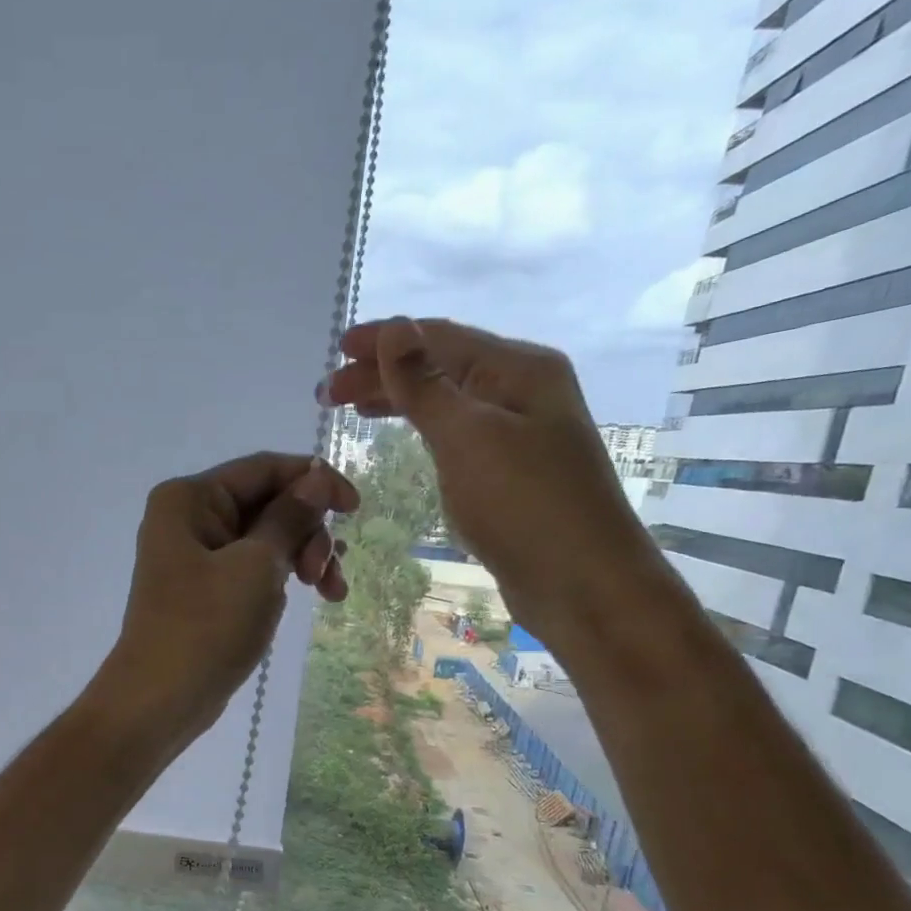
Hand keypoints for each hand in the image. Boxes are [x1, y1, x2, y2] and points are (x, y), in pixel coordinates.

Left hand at [95, 453, 358, 742]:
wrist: (160, 699)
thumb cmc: (206, 626)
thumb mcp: (257, 565)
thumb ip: (290, 517)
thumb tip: (317, 477)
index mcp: (189, 498)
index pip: (263, 469)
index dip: (314, 481)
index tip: (356, 509)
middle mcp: (188, 518)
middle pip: (267, 503)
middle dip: (308, 532)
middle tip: (325, 572)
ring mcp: (195, 556)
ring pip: (266, 538)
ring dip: (303, 557)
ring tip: (330, 592)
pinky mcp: (206, 589)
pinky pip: (253, 567)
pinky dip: (283, 578)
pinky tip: (312, 597)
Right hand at [325, 316, 675, 659]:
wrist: (582, 582)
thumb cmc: (524, 504)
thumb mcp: (467, 437)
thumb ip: (424, 385)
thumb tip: (395, 328)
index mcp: (518, 369)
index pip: (440, 338)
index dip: (385, 340)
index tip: (334, 352)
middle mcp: (522, 390)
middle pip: (442, 366)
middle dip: (383, 374)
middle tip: (328, 395)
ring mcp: (519, 432)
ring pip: (447, 401)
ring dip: (399, 400)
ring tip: (354, 411)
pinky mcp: (511, 470)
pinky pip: (456, 433)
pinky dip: (423, 429)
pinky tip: (404, 436)